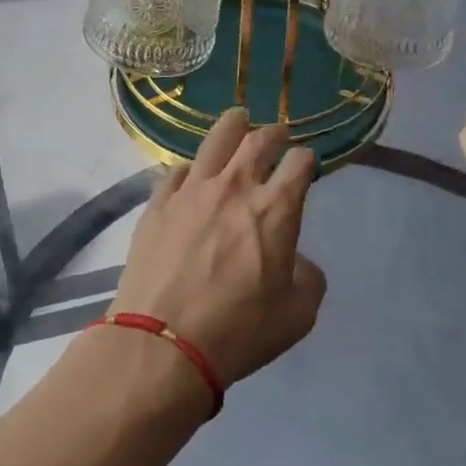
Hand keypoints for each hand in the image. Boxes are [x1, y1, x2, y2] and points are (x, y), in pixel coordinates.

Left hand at [111, 108, 326, 386]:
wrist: (162, 345)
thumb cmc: (239, 331)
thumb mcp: (298, 314)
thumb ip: (308, 277)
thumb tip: (294, 260)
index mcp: (277, 208)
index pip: (300, 162)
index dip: (307, 160)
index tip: (306, 165)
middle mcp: (235, 186)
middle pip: (259, 140)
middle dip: (274, 133)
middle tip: (277, 136)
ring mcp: (191, 191)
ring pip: (216, 140)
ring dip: (234, 126)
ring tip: (238, 119)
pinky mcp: (157, 204)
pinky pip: (177, 170)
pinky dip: (192, 168)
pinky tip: (192, 174)